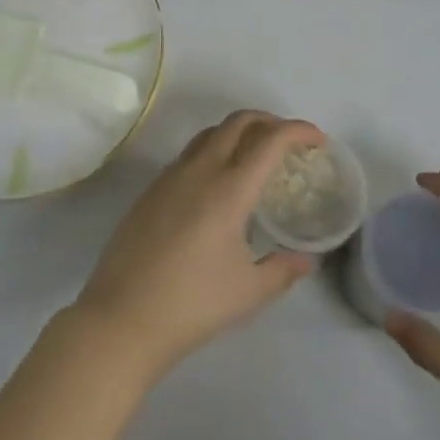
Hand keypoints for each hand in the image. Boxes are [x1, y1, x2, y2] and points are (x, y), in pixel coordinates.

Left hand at [72, 111, 323, 380]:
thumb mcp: (248, 292)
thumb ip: (283, 269)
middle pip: (237, 122)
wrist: (121, 318)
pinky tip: (220, 183)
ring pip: (210, 133)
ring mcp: (170, 176)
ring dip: (239, 132)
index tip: (317, 140)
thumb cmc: (192, 305)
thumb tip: (308, 259)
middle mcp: (199, 170)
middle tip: (290, 142)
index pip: (269, 141)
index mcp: (228, 189)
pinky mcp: (151, 189)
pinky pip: (190, 153)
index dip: (297, 131)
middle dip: (269, 121)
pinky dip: (215, 150)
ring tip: (257, 156)